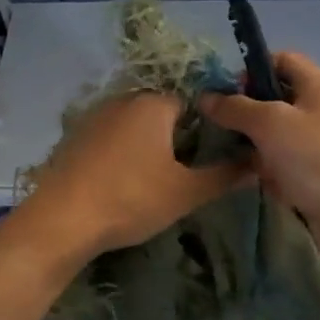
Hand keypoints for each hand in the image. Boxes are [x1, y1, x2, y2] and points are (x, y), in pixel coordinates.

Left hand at [8, 92, 252, 267]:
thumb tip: (258, 164)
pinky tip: (121, 181)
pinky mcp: (74, 136)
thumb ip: (224, 176)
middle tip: (184, 171)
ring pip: (133, 124)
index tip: (210, 155)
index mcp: (153, 104)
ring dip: (146, 144)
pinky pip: (109, 136)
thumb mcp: (185, 192)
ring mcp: (94, 116)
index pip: (192, 102)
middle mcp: (123, 99)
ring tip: (154, 179)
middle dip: (175, 136)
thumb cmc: (131, 199)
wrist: (61, 220)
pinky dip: (120, 152)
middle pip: (161, 111)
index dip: (205, 127)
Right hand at [198, 52, 319, 257]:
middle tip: (221, 127)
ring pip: (278, 134)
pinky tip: (260, 182)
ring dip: (256, 145)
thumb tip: (206, 97)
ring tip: (234, 157)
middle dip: (248, 112)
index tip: (227, 93)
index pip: (281, 59)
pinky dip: (271, 170)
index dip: (251, 70)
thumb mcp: (270, 124)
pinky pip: (286, 162)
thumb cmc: (315, 159)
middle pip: (277, 98)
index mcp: (319, 85)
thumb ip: (235, 108)